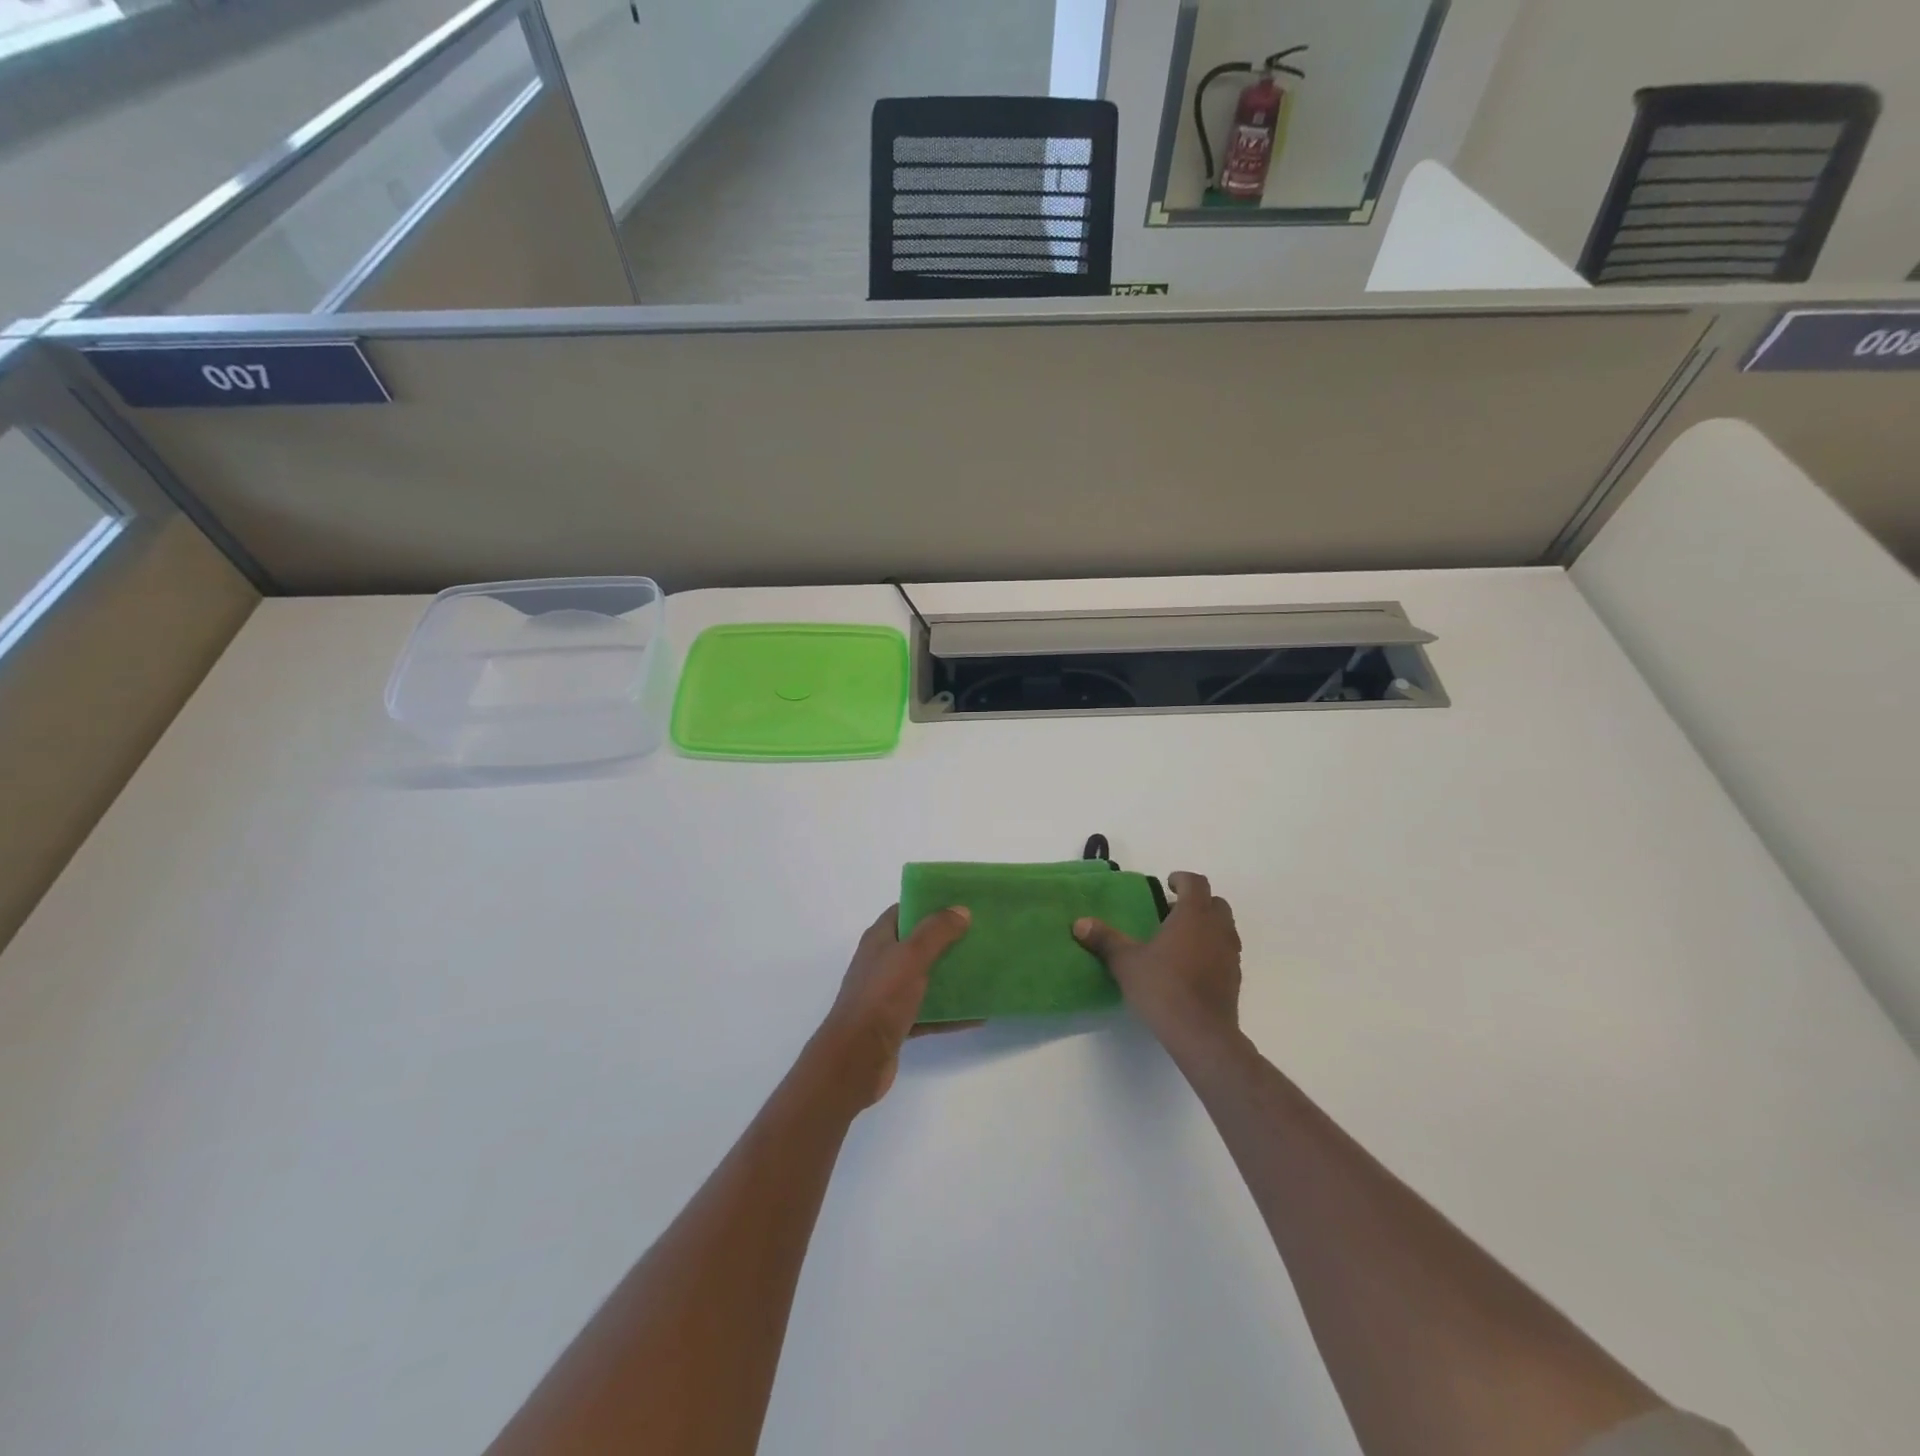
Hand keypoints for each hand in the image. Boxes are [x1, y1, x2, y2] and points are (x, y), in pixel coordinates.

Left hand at [813, 904, 972, 1107]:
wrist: (855, 1060)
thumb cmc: (880, 999)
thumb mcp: (910, 957)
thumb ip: (935, 932)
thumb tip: (960, 909)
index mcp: (879, 940)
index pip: (905, 911)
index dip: (930, 904)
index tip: (961, 904)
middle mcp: (882, 963)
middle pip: (917, 944)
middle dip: (947, 940)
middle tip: (979, 936)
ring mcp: (888, 994)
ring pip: (924, 978)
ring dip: (950, 976)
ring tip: (983, 971)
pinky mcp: (896, 1023)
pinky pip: (928, 1012)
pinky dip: (949, 1012)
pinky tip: (977, 1015)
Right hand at [1074, 871, 1240, 1051]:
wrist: (1202, 1034)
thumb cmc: (1163, 989)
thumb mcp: (1126, 963)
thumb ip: (1105, 940)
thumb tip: (1079, 923)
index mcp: (1193, 916)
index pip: (1196, 883)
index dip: (1182, 879)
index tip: (1167, 884)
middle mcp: (1217, 929)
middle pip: (1215, 902)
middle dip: (1196, 902)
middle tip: (1171, 913)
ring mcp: (1230, 954)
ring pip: (1224, 927)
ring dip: (1207, 925)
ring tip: (1180, 939)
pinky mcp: (1235, 978)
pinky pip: (1226, 951)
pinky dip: (1212, 949)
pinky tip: (1191, 966)